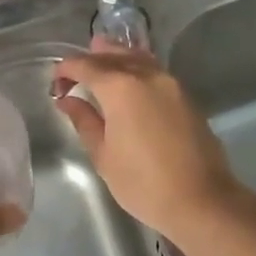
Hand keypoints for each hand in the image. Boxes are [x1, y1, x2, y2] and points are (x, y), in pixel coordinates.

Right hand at [52, 43, 243, 239]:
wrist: (200, 200)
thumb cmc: (143, 183)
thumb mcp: (104, 155)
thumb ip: (84, 121)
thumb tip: (68, 100)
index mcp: (121, 87)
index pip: (86, 65)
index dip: (66, 69)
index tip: (55, 82)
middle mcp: (147, 75)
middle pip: (114, 55)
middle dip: (91, 59)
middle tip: (74, 74)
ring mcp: (171, 84)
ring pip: (138, 58)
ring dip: (116, 58)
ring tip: (99, 66)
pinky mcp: (186, 97)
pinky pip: (155, 72)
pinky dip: (136, 69)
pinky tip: (128, 83)